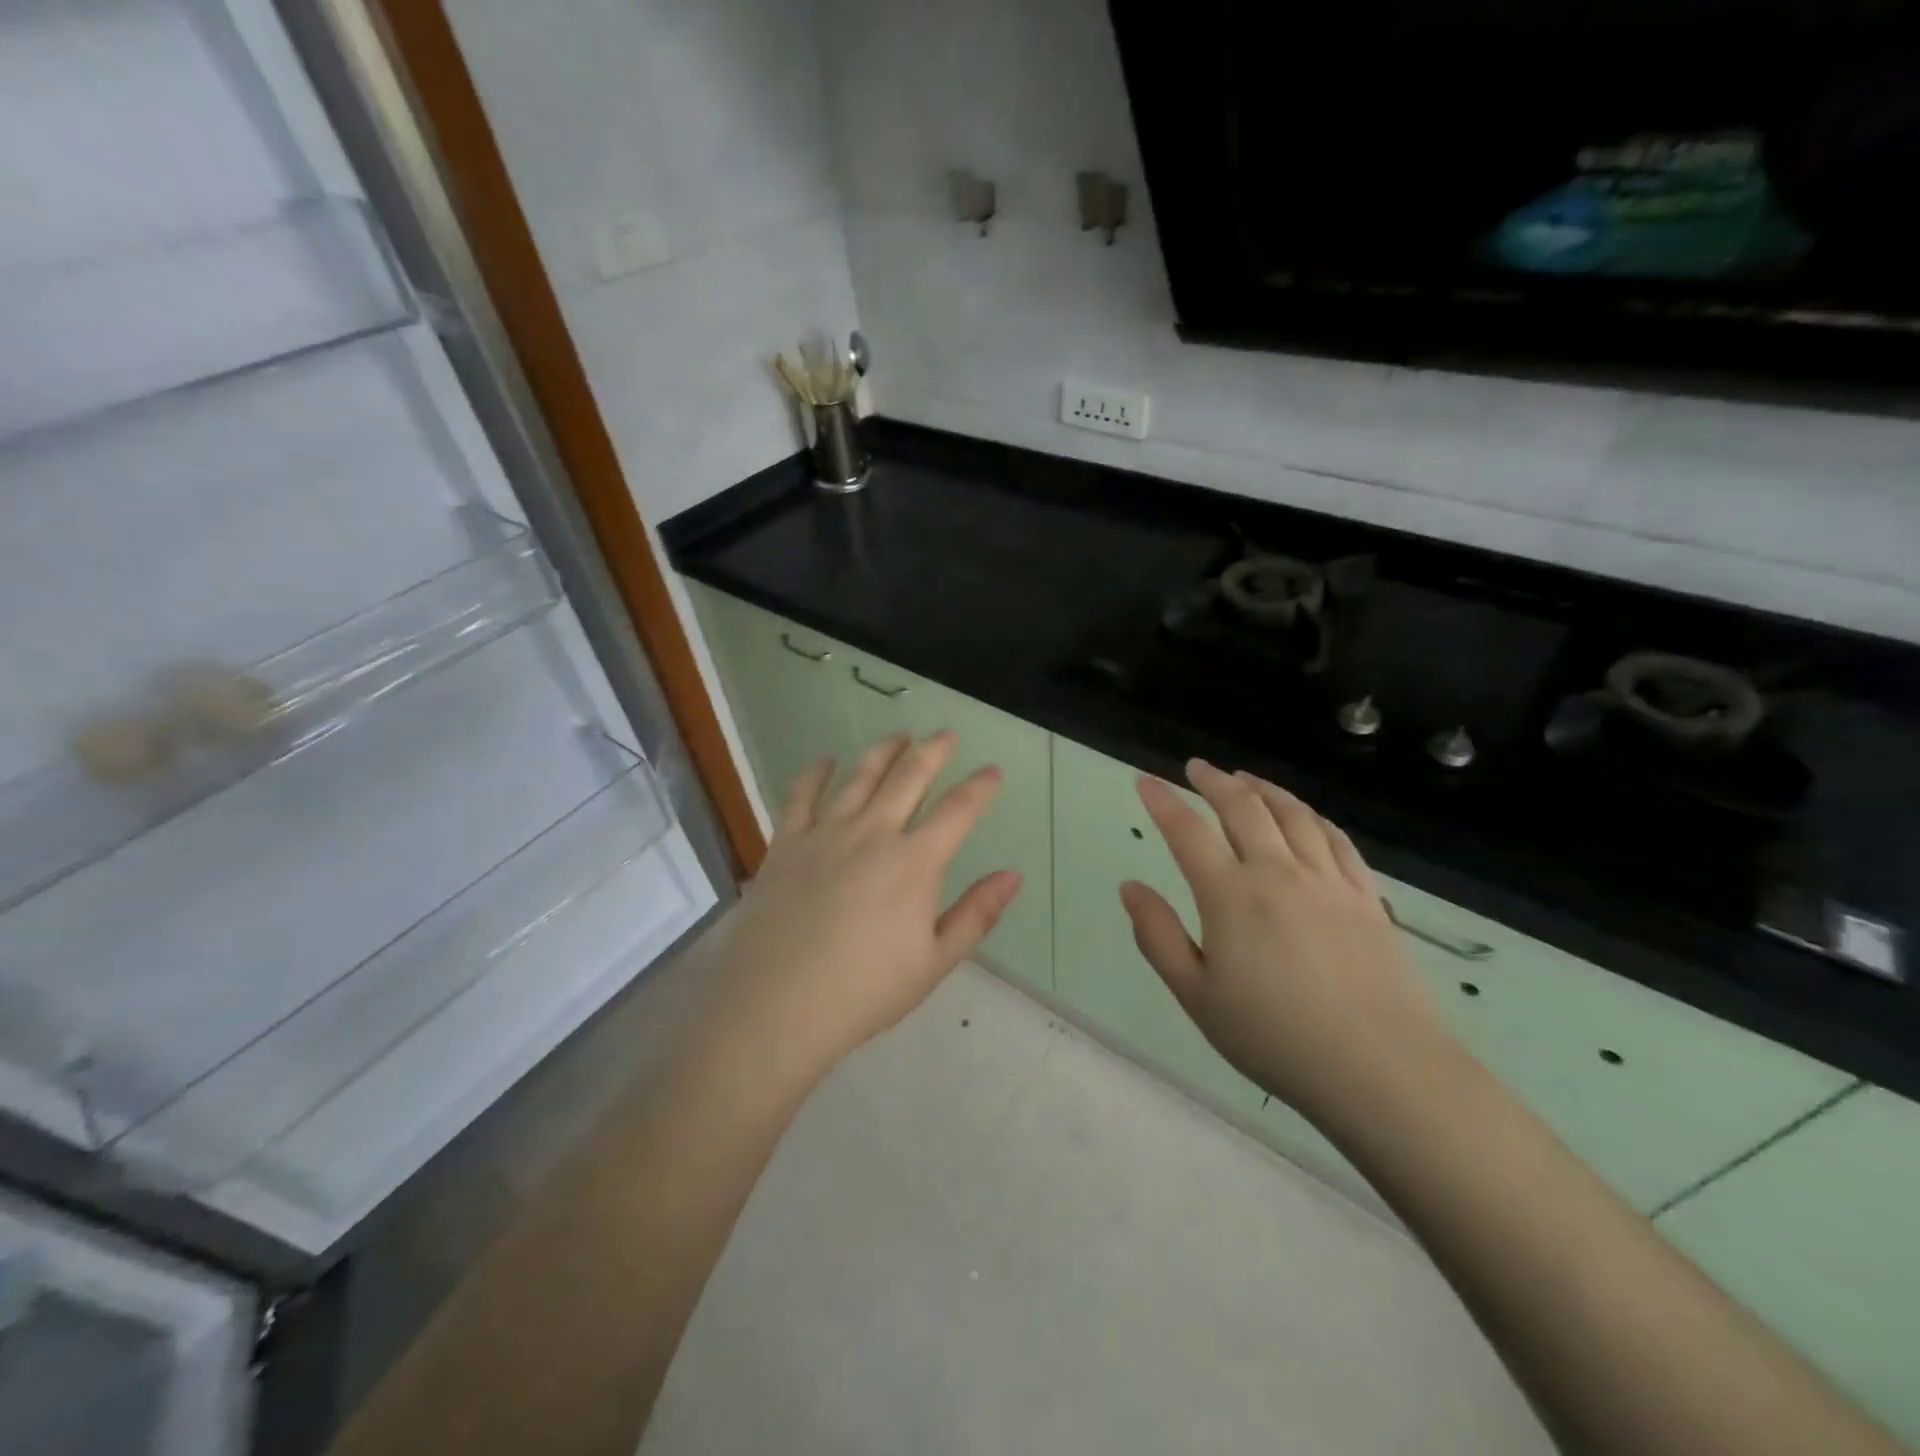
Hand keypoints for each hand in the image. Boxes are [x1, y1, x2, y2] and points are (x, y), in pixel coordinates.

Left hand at [698, 733, 1022, 1093]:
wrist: (777, 1004)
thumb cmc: (864, 991)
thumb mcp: (934, 962)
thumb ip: (977, 914)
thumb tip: (1013, 876)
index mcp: (915, 862)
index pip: (958, 810)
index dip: (980, 786)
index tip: (993, 771)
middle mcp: (873, 833)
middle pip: (910, 775)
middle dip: (933, 750)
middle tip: (946, 735)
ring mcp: (826, 833)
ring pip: (860, 775)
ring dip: (884, 750)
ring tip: (899, 735)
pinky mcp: (787, 843)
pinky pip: (801, 795)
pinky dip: (815, 772)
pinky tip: (825, 760)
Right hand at [1119, 759, 1451, 1131]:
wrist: (1382, 1070)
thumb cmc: (1275, 1038)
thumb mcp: (1197, 996)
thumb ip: (1158, 936)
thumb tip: (1130, 888)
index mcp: (1231, 896)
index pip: (1187, 832)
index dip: (1162, 801)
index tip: (1144, 780)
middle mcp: (1278, 873)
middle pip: (1244, 808)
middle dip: (1214, 781)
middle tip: (1196, 768)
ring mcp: (1328, 881)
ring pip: (1293, 814)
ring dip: (1264, 789)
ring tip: (1245, 779)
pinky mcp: (1367, 898)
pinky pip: (1336, 839)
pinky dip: (1313, 817)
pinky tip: (1306, 815)